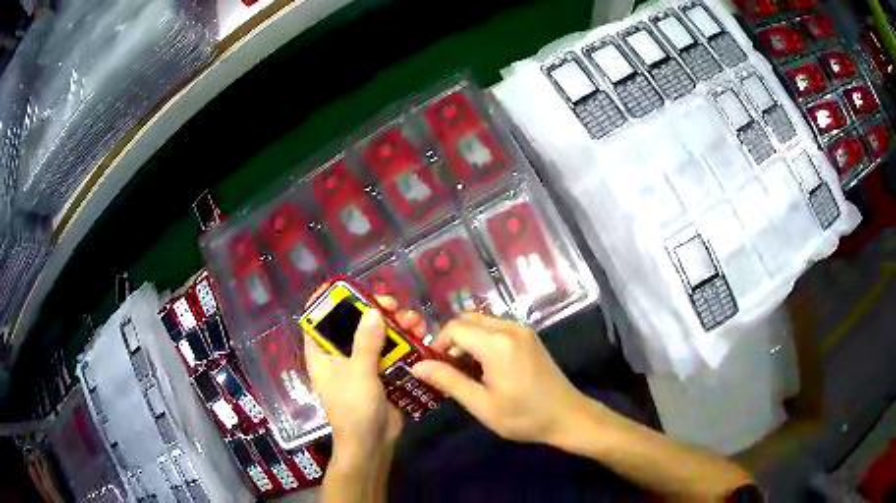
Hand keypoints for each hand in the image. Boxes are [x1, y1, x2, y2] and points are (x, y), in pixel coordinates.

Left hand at [302, 293, 425, 468]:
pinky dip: (404, 341)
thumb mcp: (359, 374)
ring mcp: (361, 363)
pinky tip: (420, 334)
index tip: (349, 286)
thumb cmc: (354, 409)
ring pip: (375, 335)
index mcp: (322, 353)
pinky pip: (390, 350)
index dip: (328, 300)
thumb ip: (366, 342)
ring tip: (414, 321)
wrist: (372, 443)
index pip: (317, 319)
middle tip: (393, 305)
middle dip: (373, 310)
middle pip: (352, 323)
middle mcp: (339, 354)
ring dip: (394, 325)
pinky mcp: (380, 372)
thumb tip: (373, 310)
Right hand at [411, 312, 585, 444]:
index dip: (438, 344)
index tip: (434, 367)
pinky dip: (483, 339)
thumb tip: (417, 366)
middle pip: (467, 319)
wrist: (567, 416)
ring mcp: (522, 330)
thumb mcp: (482, 405)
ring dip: (467, 339)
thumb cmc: (523, 416)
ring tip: (466, 369)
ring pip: (481, 321)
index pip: (455, 328)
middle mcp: (510, 328)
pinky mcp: (529, 336)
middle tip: (448, 368)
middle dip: (451, 339)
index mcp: (497, 344)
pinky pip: (496, 327)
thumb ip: (449, 381)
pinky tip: (486, 365)